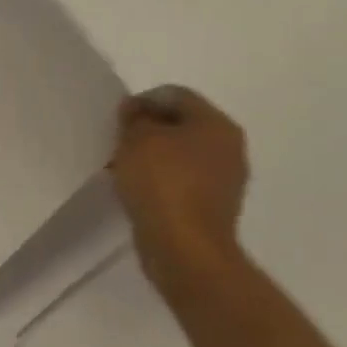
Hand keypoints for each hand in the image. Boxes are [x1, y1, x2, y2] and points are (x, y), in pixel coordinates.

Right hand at [110, 85, 249, 296]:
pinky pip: (181, 182)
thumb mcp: (137, 138)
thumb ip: (135, 118)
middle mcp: (229, 148)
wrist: (185, 250)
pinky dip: (159, 181)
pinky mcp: (212, 208)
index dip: (142, 101)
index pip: (176, 95)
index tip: (118, 120)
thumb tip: (137, 112)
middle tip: (119, 142)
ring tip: (123, 168)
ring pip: (180, 155)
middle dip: (147, 130)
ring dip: (152, 157)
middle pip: (180, 125)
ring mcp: (224, 181)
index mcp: (217, 125)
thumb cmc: (163, 183)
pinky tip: (137, 191)